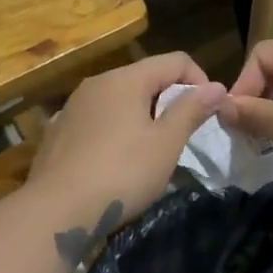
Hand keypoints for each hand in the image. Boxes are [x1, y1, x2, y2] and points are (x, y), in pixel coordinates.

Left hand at [26, 52, 224, 235]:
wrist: (55, 212)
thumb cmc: (121, 173)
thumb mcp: (166, 144)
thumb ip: (191, 110)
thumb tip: (217, 86)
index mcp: (125, 79)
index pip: (174, 60)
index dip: (199, 80)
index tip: (208, 112)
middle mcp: (96, 83)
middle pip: (144, 77)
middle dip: (169, 99)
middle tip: (181, 135)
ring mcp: (72, 106)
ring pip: (118, 99)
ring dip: (140, 115)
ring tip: (149, 150)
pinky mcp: (57, 131)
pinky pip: (96, 120)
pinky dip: (113, 130)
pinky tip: (114, 159)